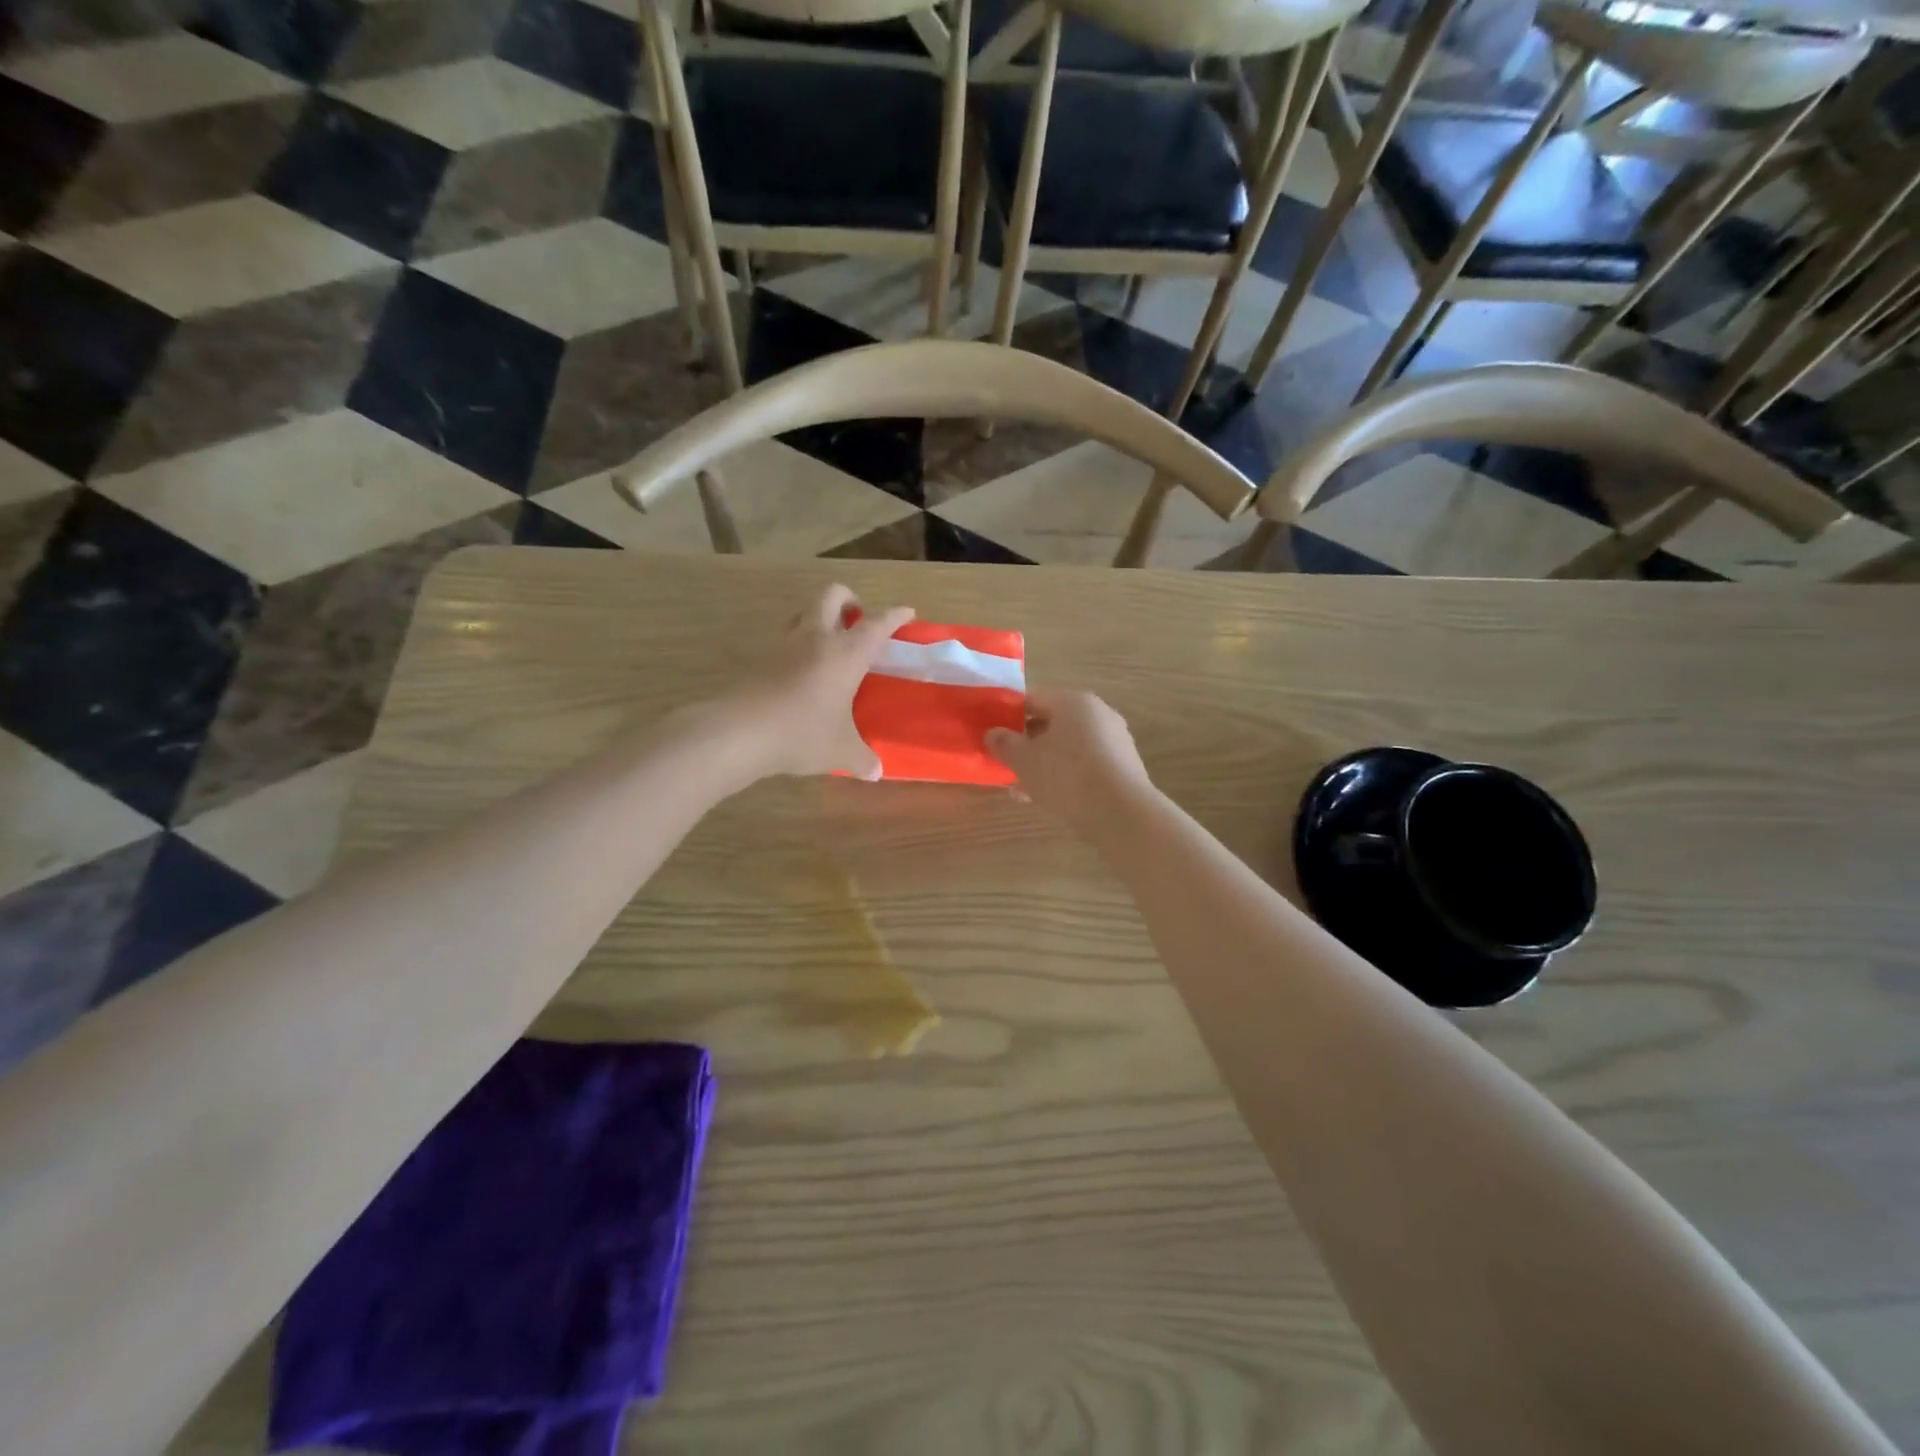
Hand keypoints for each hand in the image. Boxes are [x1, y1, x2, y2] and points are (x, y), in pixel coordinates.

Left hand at [707, 584, 913, 780]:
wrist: (738, 732)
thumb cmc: (802, 733)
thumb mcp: (840, 751)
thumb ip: (862, 759)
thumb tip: (876, 772)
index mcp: (846, 654)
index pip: (877, 624)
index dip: (895, 616)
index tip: (907, 612)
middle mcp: (816, 638)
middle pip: (832, 595)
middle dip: (849, 600)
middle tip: (857, 621)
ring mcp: (783, 644)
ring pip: (803, 611)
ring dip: (818, 617)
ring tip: (828, 644)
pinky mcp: (759, 657)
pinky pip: (783, 639)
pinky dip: (796, 645)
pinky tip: (800, 671)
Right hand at [985, 690, 1153, 828]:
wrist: (1120, 812)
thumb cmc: (1066, 775)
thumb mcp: (1024, 759)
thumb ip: (1004, 744)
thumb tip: (993, 734)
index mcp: (1074, 701)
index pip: (1034, 699)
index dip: (1009, 715)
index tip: (994, 735)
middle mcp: (1098, 714)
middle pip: (1053, 724)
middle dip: (1027, 743)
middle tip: (1007, 762)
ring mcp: (1115, 741)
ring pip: (1068, 748)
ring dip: (1044, 764)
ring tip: (1022, 787)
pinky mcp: (1123, 768)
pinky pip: (1085, 766)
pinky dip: (1066, 777)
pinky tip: (1048, 798)